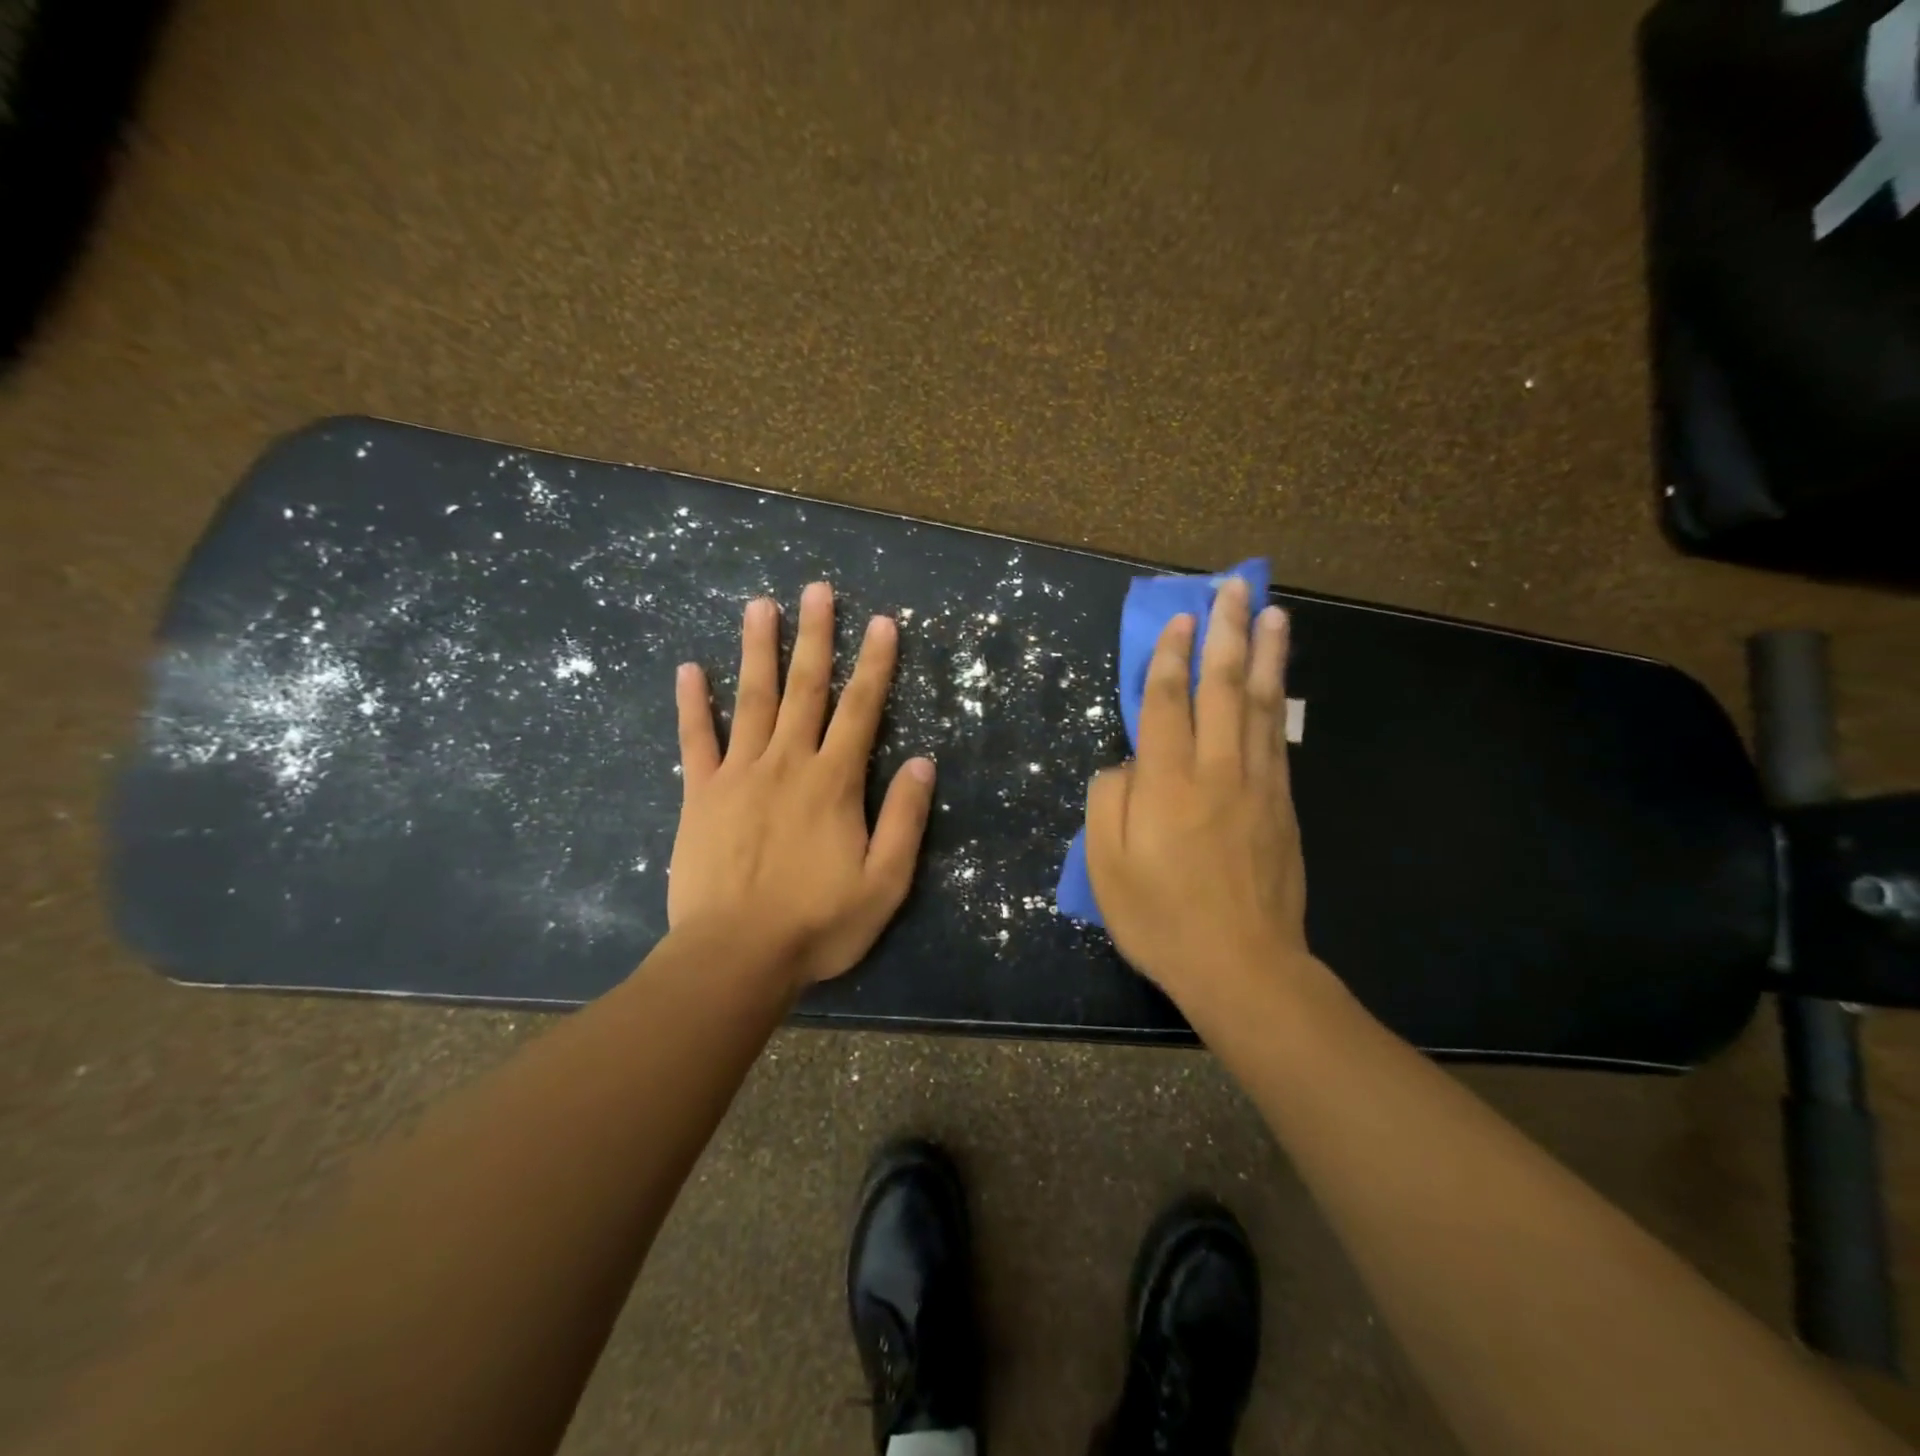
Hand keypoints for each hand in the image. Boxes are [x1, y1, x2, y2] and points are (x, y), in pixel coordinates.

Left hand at [667, 582, 935, 988]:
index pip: (861, 709)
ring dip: (758, 649)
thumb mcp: (885, 882)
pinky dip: (693, 703)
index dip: (875, 664)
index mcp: (833, 782)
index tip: (882, 622)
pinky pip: (696, 740)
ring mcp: (738, 774)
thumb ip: (905, 820)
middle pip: (805, 688)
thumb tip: (924, 763)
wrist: (735, 956)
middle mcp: (787, 763)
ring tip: (760, 605)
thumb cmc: (818, 924)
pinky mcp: (701, 794)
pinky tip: (690, 669)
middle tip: (816, 589)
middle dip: (815, 636)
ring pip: (751, 698)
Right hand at [1084, 578, 1312, 1006]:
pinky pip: (1277, 738)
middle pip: (1223, 686)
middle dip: (1227, 632)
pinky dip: (1276, 700)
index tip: (1180, 619)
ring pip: (1260, 704)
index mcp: (1166, 782)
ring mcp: (1257, 785)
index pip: (1167, 701)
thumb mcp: (1106, 867)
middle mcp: (1216, 770)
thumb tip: (1125, 763)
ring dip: (1265, 653)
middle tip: (1235, 589)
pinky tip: (1277, 680)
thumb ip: (1109, 801)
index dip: (1171, 656)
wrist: (1244, 966)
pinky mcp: (1282, 805)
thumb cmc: (1162, 919)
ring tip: (1271, 613)